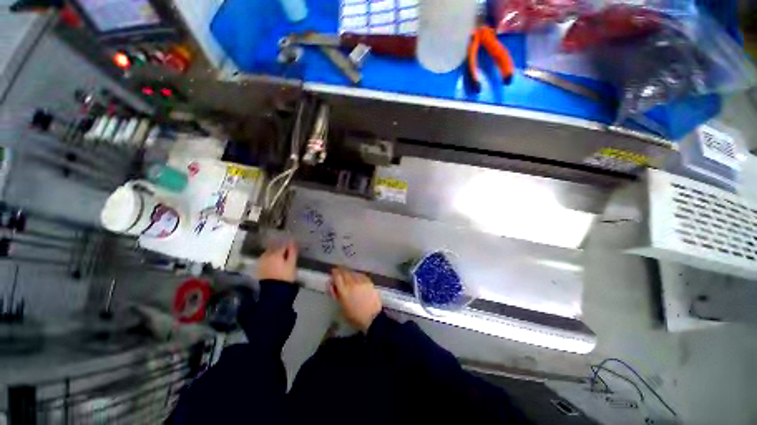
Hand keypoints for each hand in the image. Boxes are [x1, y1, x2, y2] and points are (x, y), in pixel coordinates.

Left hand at [258, 241, 297, 282]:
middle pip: (273, 247)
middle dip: (279, 247)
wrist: (272, 292)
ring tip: (279, 255)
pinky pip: (264, 259)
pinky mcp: (258, 269)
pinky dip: (269, 258)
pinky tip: (273, 261)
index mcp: (276, 253)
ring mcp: (261, 262)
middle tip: (286, 249)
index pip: (283, 245)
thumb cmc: (285, 277)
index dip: (289, 244)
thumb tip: (292, 243)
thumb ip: (292, 252)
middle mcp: (266, 255)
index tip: (293, 245)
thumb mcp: (292, 264)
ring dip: (273, 252)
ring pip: (268, 253)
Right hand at [329, 268, 381, 332]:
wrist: (372, 317)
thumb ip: (336, 294)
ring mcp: (361, 281)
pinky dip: (357, 275)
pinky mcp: (369, 281)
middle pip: (345, 272)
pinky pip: (360, 275)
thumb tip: (332, 285)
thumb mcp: (341, 307)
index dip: (334, 273)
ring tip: (348, 275)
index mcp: (344, 291)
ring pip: (353, 272)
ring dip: (349, 272)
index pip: (337, 276)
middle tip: (339, 272)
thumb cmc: (354, 316)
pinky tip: (356, 277)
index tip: (333, 272)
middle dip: (341, 271)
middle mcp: (352, 283)